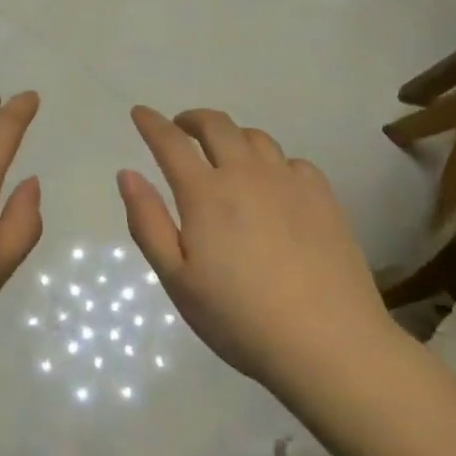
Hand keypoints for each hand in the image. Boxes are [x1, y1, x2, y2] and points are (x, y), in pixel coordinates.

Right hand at [118, 106, 392, 388]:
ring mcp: (289, 182)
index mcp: (205, 194)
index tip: (140, 112)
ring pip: (255, 138)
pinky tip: (274, 184)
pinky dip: (272, 162)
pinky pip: (291, 161)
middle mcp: (246, 174)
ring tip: (225, 155)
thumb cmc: (240, 318)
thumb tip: (127, 174)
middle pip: (217, 125)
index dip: (152, 123)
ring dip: (232, 137)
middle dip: (192, 119)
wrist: (328, 344)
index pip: (171, 142)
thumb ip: (148, 222)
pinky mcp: (323, 197)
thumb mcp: (177, 280)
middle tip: (182, 128)